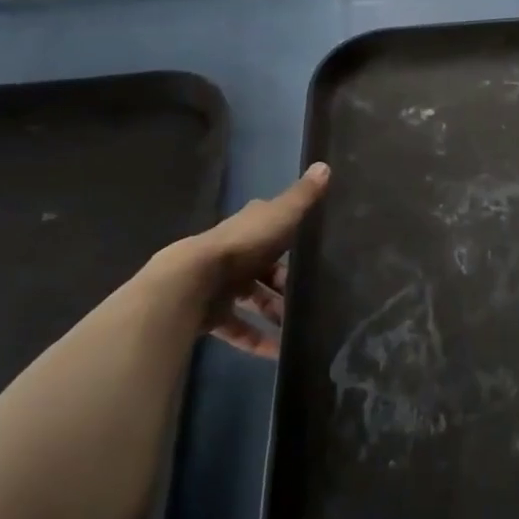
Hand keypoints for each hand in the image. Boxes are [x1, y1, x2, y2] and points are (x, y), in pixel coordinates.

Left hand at [146, 163, 329, 357]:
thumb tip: (325, 164)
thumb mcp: (282, 216)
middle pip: (264, 269)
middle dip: (285, 284)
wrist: (193, 281)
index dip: (291, 238)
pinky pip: (239, 328)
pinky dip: (256, 340)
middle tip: (312, 299)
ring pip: (253, 299)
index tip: (314, 253)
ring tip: (300, 330)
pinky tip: (277, 354)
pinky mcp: (212, 314)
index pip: (273, 228)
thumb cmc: (244, 244)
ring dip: (274, 313)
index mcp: (250, 228)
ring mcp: (221, 285)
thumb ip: (303, 197)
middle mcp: (234, 253)